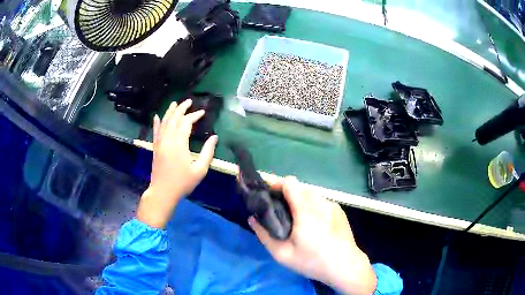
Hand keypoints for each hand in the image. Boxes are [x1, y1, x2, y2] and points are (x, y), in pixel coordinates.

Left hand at [137, 99, 217, 228]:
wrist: (163, 193)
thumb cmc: (182, 183)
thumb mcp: (200, 170)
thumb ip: (208, 152)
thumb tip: (215, 137)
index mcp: (179, 143)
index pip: (186, 123)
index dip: (194, 116)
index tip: (202, 112)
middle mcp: (168, 139)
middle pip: (174, 119)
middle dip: (182, 109)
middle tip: (189, 101)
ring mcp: (160, 143)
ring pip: (164, 122)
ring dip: (170, 112)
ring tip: (175, 103)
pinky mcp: (155, 148)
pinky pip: (155, 131)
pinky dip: (157, 123)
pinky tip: (157, 116)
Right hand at [249, 176, 376, 294]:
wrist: (345, 266)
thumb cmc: (312, 261)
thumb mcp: (282, 254)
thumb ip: (264, 234)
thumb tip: (252, 218)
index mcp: (305, 210)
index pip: (289, 183)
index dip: (276, 184)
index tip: (266, 192)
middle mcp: (320, 202)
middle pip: (299, 187)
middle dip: (285, 193)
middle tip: (277, 209)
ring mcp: (332, 205)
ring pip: (311, 194)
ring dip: (299, 199)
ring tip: (295, 218)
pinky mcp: (339, 210)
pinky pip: (321, 202)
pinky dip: (312, 206)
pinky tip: (313, 224)